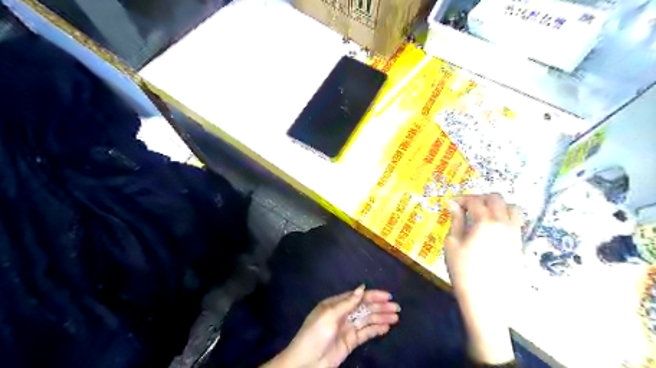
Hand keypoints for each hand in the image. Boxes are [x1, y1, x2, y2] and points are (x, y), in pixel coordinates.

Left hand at [265, 286, 398, 367]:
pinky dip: (376, 329)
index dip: (373, 295)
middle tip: (397, 307)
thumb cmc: (315, 334)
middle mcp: (343, 314)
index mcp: (336, 304)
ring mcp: (347, 328)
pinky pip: (366, 333)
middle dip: (380, 307)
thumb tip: (362, 287)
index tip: (388, 296)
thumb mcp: (329, 315)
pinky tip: (386, 328)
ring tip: (396, 317)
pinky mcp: (350, 342)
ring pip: (367, 320)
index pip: (358, 297)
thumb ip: (347, 303)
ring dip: (381, 318)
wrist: (306, 363)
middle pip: (365, 308)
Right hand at [446, 193, 523, 364]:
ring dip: (497, 206)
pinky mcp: (519, 244)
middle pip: (496, 198)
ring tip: (483, 215)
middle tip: (466, 208)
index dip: (461, 199)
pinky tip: (491, 229)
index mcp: (485, 222)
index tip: (451, 204)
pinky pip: (516, 222)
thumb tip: (453, 204)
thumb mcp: (452, 244)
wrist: (487, 299)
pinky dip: (504, 218)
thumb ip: (455, 221)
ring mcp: (515, 234)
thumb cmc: (463, 270)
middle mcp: (503, 223)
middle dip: (479, 198)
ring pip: (512, 208)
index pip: (474, 200)